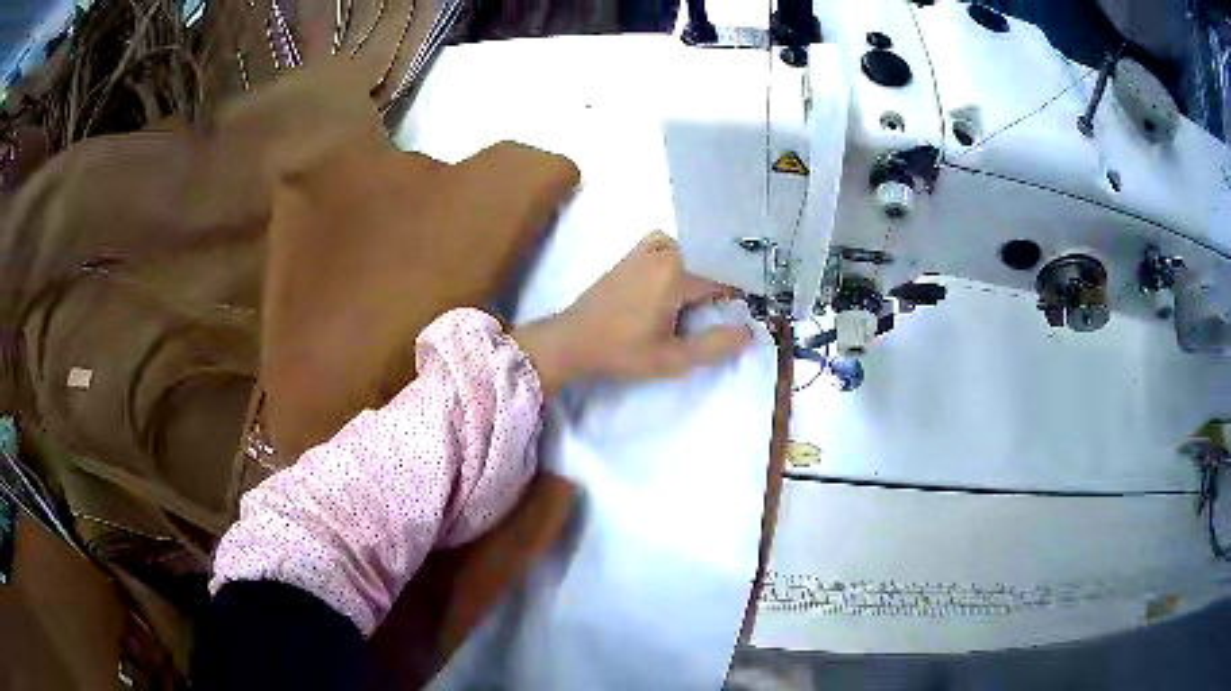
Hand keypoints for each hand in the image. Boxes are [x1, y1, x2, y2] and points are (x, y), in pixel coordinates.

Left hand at [514, 232, 752, 396]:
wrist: (572, 341)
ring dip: (698, 267)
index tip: (740, 315)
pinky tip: (673, 281)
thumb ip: (714, 345)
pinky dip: (676, 256)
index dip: (736, 298)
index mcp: (676, 273)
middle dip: (719, 281)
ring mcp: (643, 250)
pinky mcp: (629, 256)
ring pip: (686, 250)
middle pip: (706, 260)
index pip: (722, 279)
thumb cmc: (622, 352)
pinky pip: (663, 245)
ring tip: (699, 298)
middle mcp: (663, 252)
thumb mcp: (672, 359)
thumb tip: (749, 332)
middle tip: (721, 311)